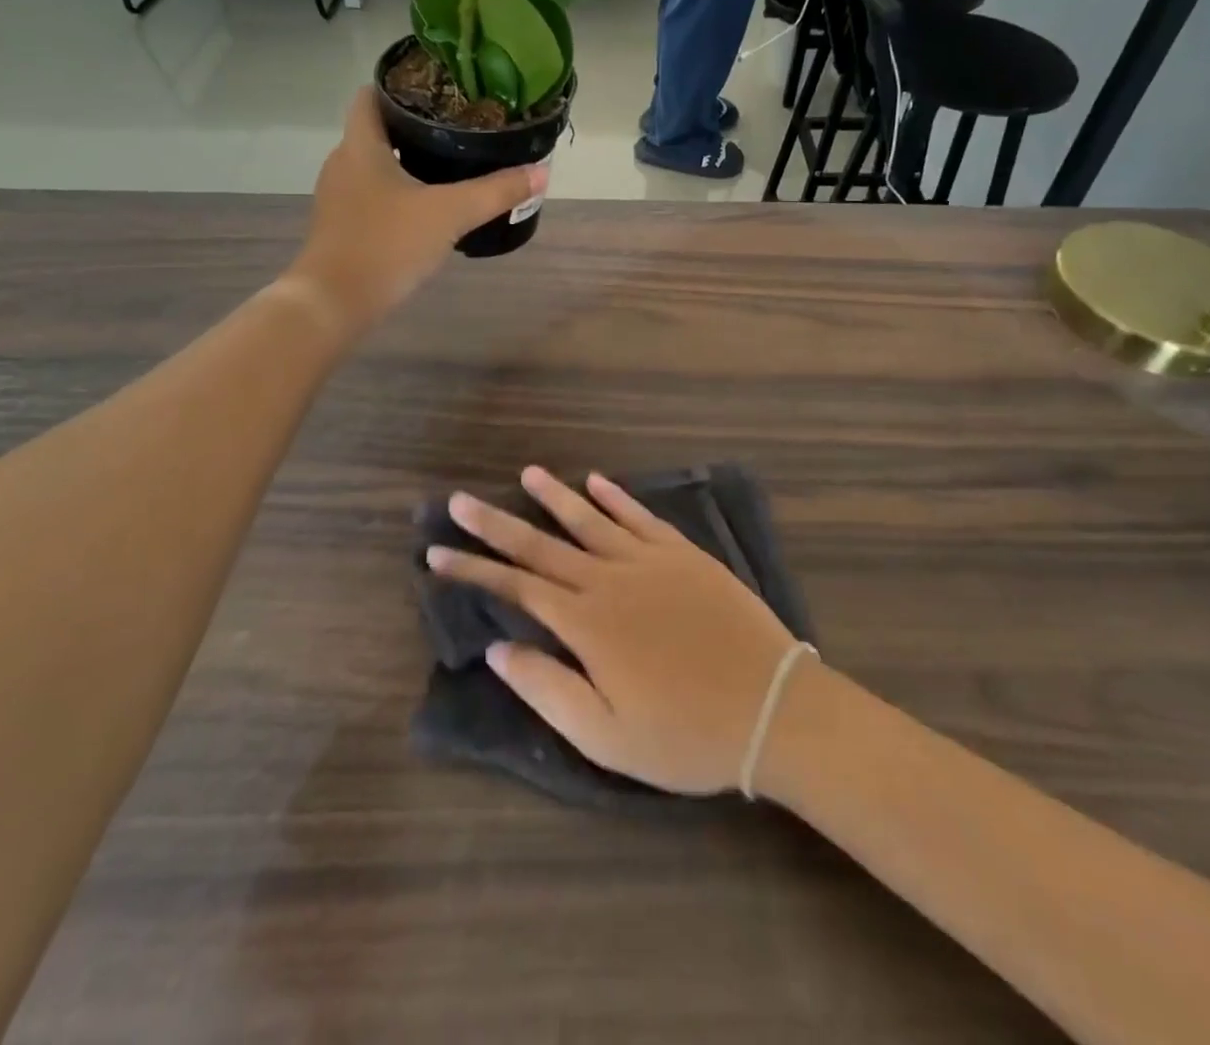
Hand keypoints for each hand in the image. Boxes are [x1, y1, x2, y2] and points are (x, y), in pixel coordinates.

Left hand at [290, 89, 545, 332]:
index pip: (371, 94)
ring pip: (375, 165)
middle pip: (377, 129)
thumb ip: (496, 192)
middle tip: (459, 128)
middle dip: (414, 125)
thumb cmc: (388, 244)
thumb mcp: (450, 214)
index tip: (439, 89)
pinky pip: (372, 195)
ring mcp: (338, 197)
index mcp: (361, 145)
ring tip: (450, 164)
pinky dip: (397, 192)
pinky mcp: (342, 226)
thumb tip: (541, 172)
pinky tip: (426, 208)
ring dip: (406, 161)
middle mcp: (343, 163)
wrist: (335, 302)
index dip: (401, 85)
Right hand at [428, 467, 797, 795]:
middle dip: (496, 524)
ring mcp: (650, 561)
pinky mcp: (684, 555)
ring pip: (590, 520)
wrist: (773, 708)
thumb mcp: (606, 736)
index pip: (515, 587)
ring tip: (525, 474)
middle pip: (542, 545)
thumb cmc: (684, 736)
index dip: (473, 570)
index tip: (436, 553)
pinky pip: (641, 516)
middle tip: (459, 500)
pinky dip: (616, 496)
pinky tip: (597, 480)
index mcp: (586, 624)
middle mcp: (610, 579)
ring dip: (554, 496)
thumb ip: (546, 687)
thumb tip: (498, 648)